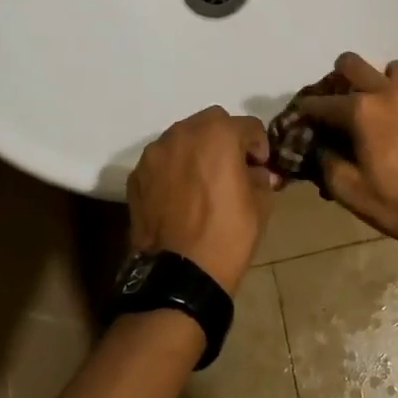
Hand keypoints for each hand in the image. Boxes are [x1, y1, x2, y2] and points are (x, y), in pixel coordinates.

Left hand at [127, 107, 275, 292]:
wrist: (179, 274)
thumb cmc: (227, 235)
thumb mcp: (260, 206)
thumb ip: (260, 178)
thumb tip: (256, 172)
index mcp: (219, 134)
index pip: (248, 126)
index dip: (259, 146)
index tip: (260, 168)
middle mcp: (183, 133)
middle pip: (211, 122)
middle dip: (225, 139)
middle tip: (232, 168)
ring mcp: (155, 153)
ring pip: (182, 138)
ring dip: (196, 151)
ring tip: (202, 181)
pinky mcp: (136, 175)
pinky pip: (162, 161)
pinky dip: (174, 169)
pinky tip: (180, 196)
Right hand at [296, 53, 397, 247]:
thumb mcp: (352, 194)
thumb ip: (327, 166)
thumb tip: (320, 148)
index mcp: (361, 111)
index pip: (321, 102)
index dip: (306, 110)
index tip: (301, 119)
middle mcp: (388, 92)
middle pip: (354, 64)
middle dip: (338, 77)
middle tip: (338, 102)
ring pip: (391, 69)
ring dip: (378, 81)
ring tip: (379, 108)